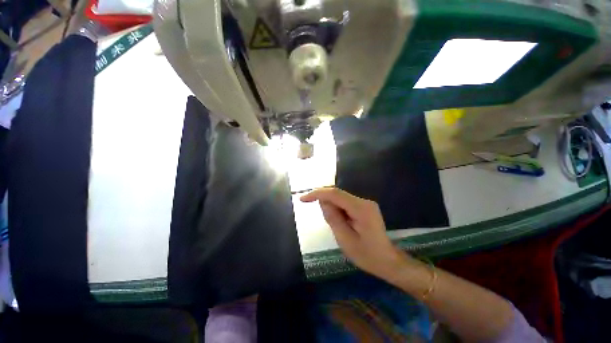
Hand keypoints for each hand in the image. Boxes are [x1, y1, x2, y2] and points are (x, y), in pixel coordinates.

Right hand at [300, 187, 407, 279]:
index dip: (317, 193)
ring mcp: (365, 203)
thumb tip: (322, 202)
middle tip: (320, 217)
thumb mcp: (345, 239)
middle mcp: (364, 201)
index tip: (302, 199)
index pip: (334, 194)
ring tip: (335, 225)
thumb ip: (333, 218)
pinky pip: (345, 203)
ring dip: (331, 207)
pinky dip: (337, 209)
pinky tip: (340, 223)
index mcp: (360, 208)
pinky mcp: (364, 207)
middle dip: (324, 201)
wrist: (387, 261)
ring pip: (340, 198)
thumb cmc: (367, 255)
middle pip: (337, 194)